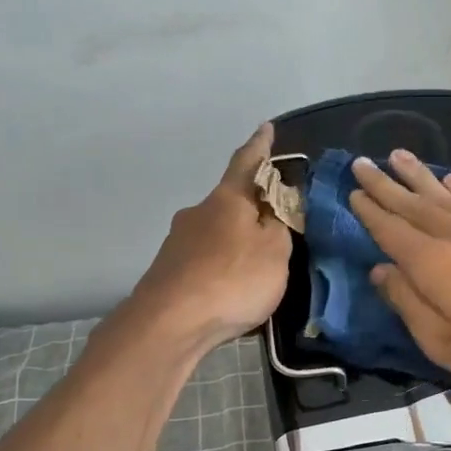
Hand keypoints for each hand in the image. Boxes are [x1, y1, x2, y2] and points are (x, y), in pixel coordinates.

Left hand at [129, 123, 292, 351]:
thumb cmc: (232, 279)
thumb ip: (281, 224)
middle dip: (251, 208)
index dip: (260, 146)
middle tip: (274, 223)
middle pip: (230, 201)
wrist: (170, 323)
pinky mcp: (169, 271)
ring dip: (234, 241)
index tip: (266, 128)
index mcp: (227, 199)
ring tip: (255, 265)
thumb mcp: (275, 251)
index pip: (247, 162)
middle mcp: (198, 212)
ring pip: (215, 233)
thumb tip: (276, 204)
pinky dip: (220, 266)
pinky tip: (230, 288)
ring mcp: (178, 242)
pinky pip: (204, 260)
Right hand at [348, 149, 450, 399]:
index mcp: (433, 263)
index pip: (390, 230)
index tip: (351, 191)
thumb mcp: (447, 344)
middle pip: (412, 204)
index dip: (369, 211)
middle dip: (385, 184)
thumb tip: (380, 270)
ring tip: (398, 156)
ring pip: (443, 195)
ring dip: (418, 176)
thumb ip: (409, 304)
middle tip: (362, 162)